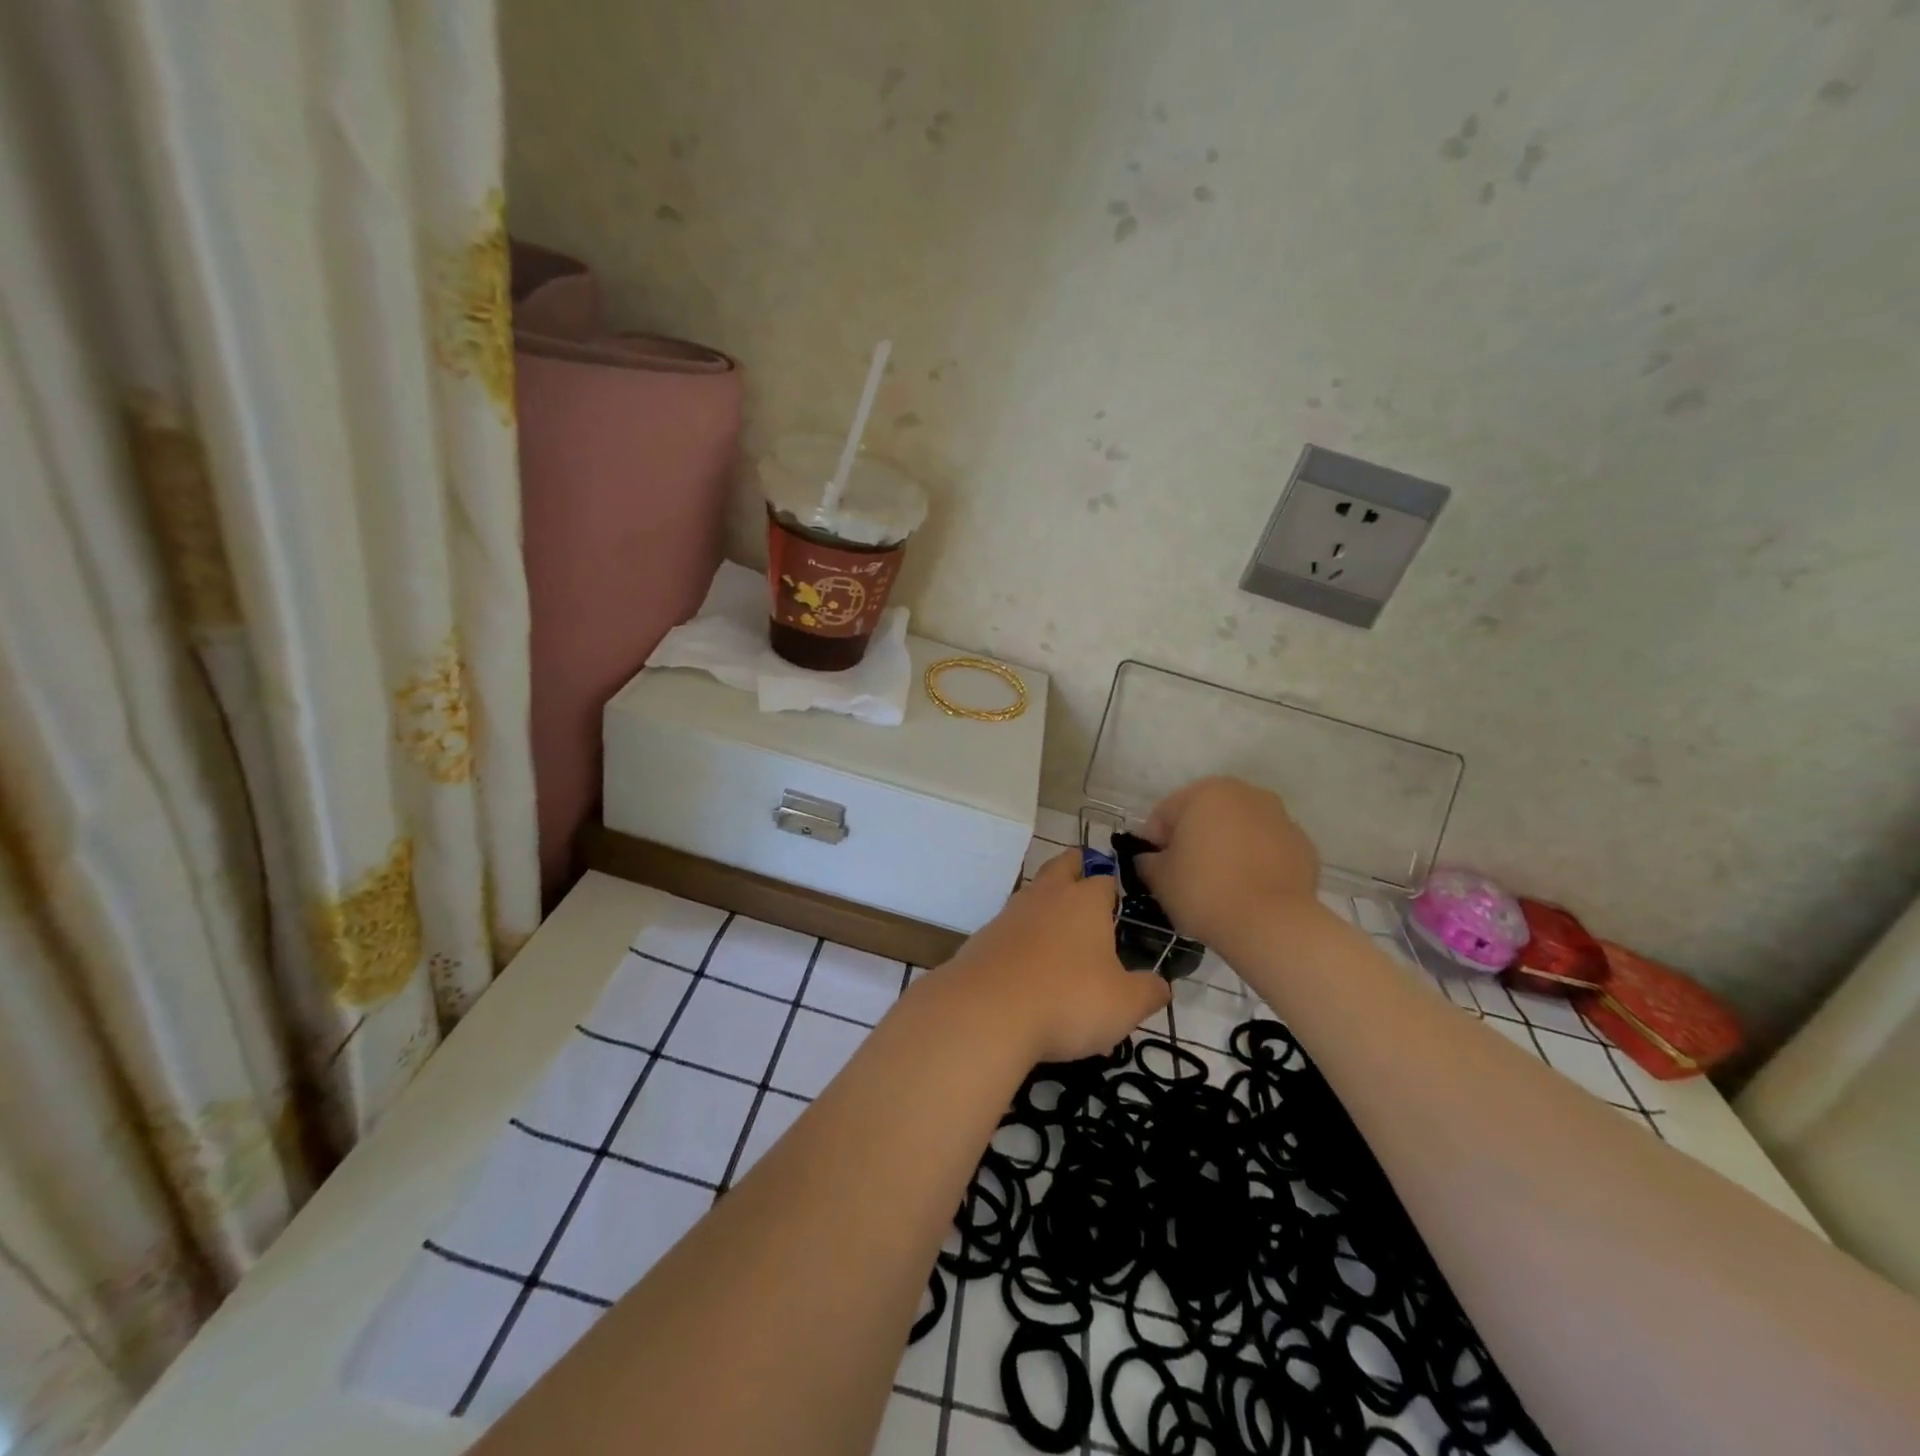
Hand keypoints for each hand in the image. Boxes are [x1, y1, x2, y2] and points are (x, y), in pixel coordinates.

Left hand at [938, 849, 1170, 1064]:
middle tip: (1083, 878)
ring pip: (1032, 893)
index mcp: (1085, 901)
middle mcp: (1046, 896)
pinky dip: (1021, 935)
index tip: (1119, 905)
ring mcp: (1010, 913)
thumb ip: (1149, 991)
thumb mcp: (1124, 1004)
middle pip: (1061, 866)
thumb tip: (1162, 985)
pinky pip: (1010, 926)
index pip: (1104, 880)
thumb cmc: (1068, 999)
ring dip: (1045, 901)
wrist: (987, 1011)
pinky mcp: (984, 937)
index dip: (1113, 890)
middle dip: (1074, 868)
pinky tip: (1027, 960)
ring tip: (1058, 925)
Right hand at [1136, 777, 1324, 952]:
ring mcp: (1280, 818)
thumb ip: (1147, 861)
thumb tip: (1151, 858)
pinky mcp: (1303, 846)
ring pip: (1239, 829)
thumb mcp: (1159, 878)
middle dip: (1193, 839)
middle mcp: (1245, 794)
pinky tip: (1249, 891)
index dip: (1154, 842)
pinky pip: (1267, 849)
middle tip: (1185, 876)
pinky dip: (1256, 862)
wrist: (1273, 925)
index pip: (1164, 814)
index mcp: (1205, 793)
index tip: (1154, 870)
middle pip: (1205, 815)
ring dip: (1226, 848)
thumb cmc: (1205, 892)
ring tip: (1220, 885)